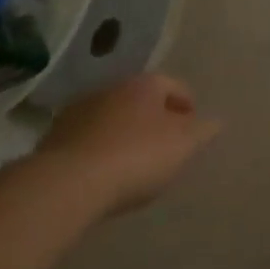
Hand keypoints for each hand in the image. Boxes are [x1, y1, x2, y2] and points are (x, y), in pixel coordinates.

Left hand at [37, 73, 219, 215]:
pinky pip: (88, 139)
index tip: (193, 129)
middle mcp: (111, 88)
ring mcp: (78, 111)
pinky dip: (100, 149)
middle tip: (166, 145)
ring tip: (134, 162)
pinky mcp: (54, 137)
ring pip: (112, 118)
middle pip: (141, 100)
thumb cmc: (136, 157)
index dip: (188, 105)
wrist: (68, 183)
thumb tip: (215, 121)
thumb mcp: (183, 145)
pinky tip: (104, 172)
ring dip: (124, 133)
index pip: (174, 86)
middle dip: (155, 118)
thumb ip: (203, 131)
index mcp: (145, 85)